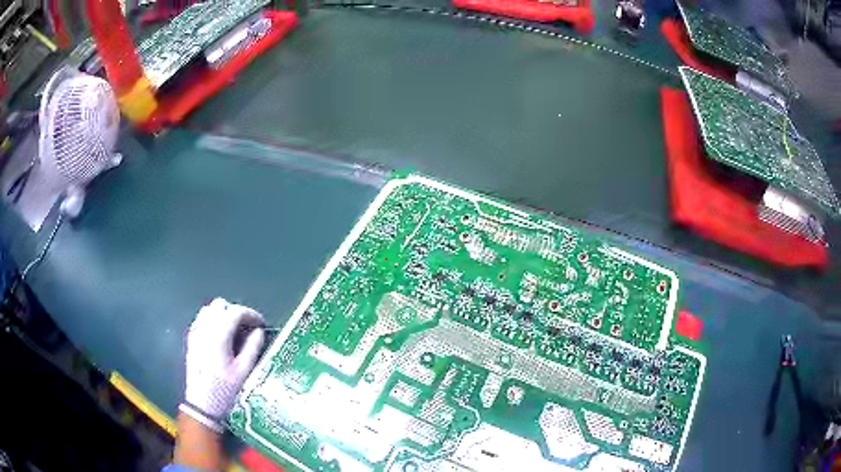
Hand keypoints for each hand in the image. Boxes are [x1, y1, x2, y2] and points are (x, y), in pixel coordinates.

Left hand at [180, 298, 264, 432]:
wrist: (202, 405)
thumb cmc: (225, 391)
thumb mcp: (244, 371)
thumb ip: (252, 348)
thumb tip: (259, 331)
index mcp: (218, 336)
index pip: (235, 312)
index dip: (251, 314)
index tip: (261, 324)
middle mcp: (204, 329)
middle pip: (220, 305)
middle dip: (236, 312)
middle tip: (248, 327)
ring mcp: (195, 333)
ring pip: (209, 310)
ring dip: (223, 314)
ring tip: (234, 330)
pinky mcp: (191, 340)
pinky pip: (201, 320)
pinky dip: (212, 320)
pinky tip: (220, 335)